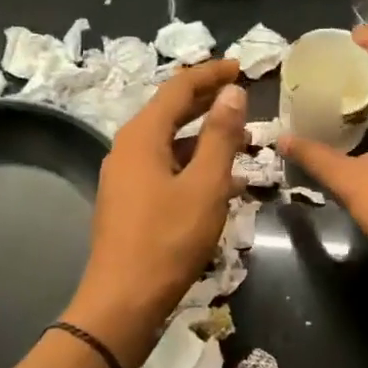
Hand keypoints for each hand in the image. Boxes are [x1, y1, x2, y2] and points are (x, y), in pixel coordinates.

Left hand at [63, 59, 247, 367]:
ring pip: (169, 143)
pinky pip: (165, 169)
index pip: (178, 87)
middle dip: (207, 101)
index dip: (211, 74)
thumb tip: (231, 91)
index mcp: (142, 136)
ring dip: (204, 136)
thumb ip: (220, 135)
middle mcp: (127, 149)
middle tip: (243, 95)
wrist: (123, 301)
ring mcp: (124, 177)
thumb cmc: (168, 240)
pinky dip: (193, 165)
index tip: (241, 67)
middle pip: (170, 112)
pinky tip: (220, 181)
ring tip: (242, 140)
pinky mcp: (129, 203)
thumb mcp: (205, 185)